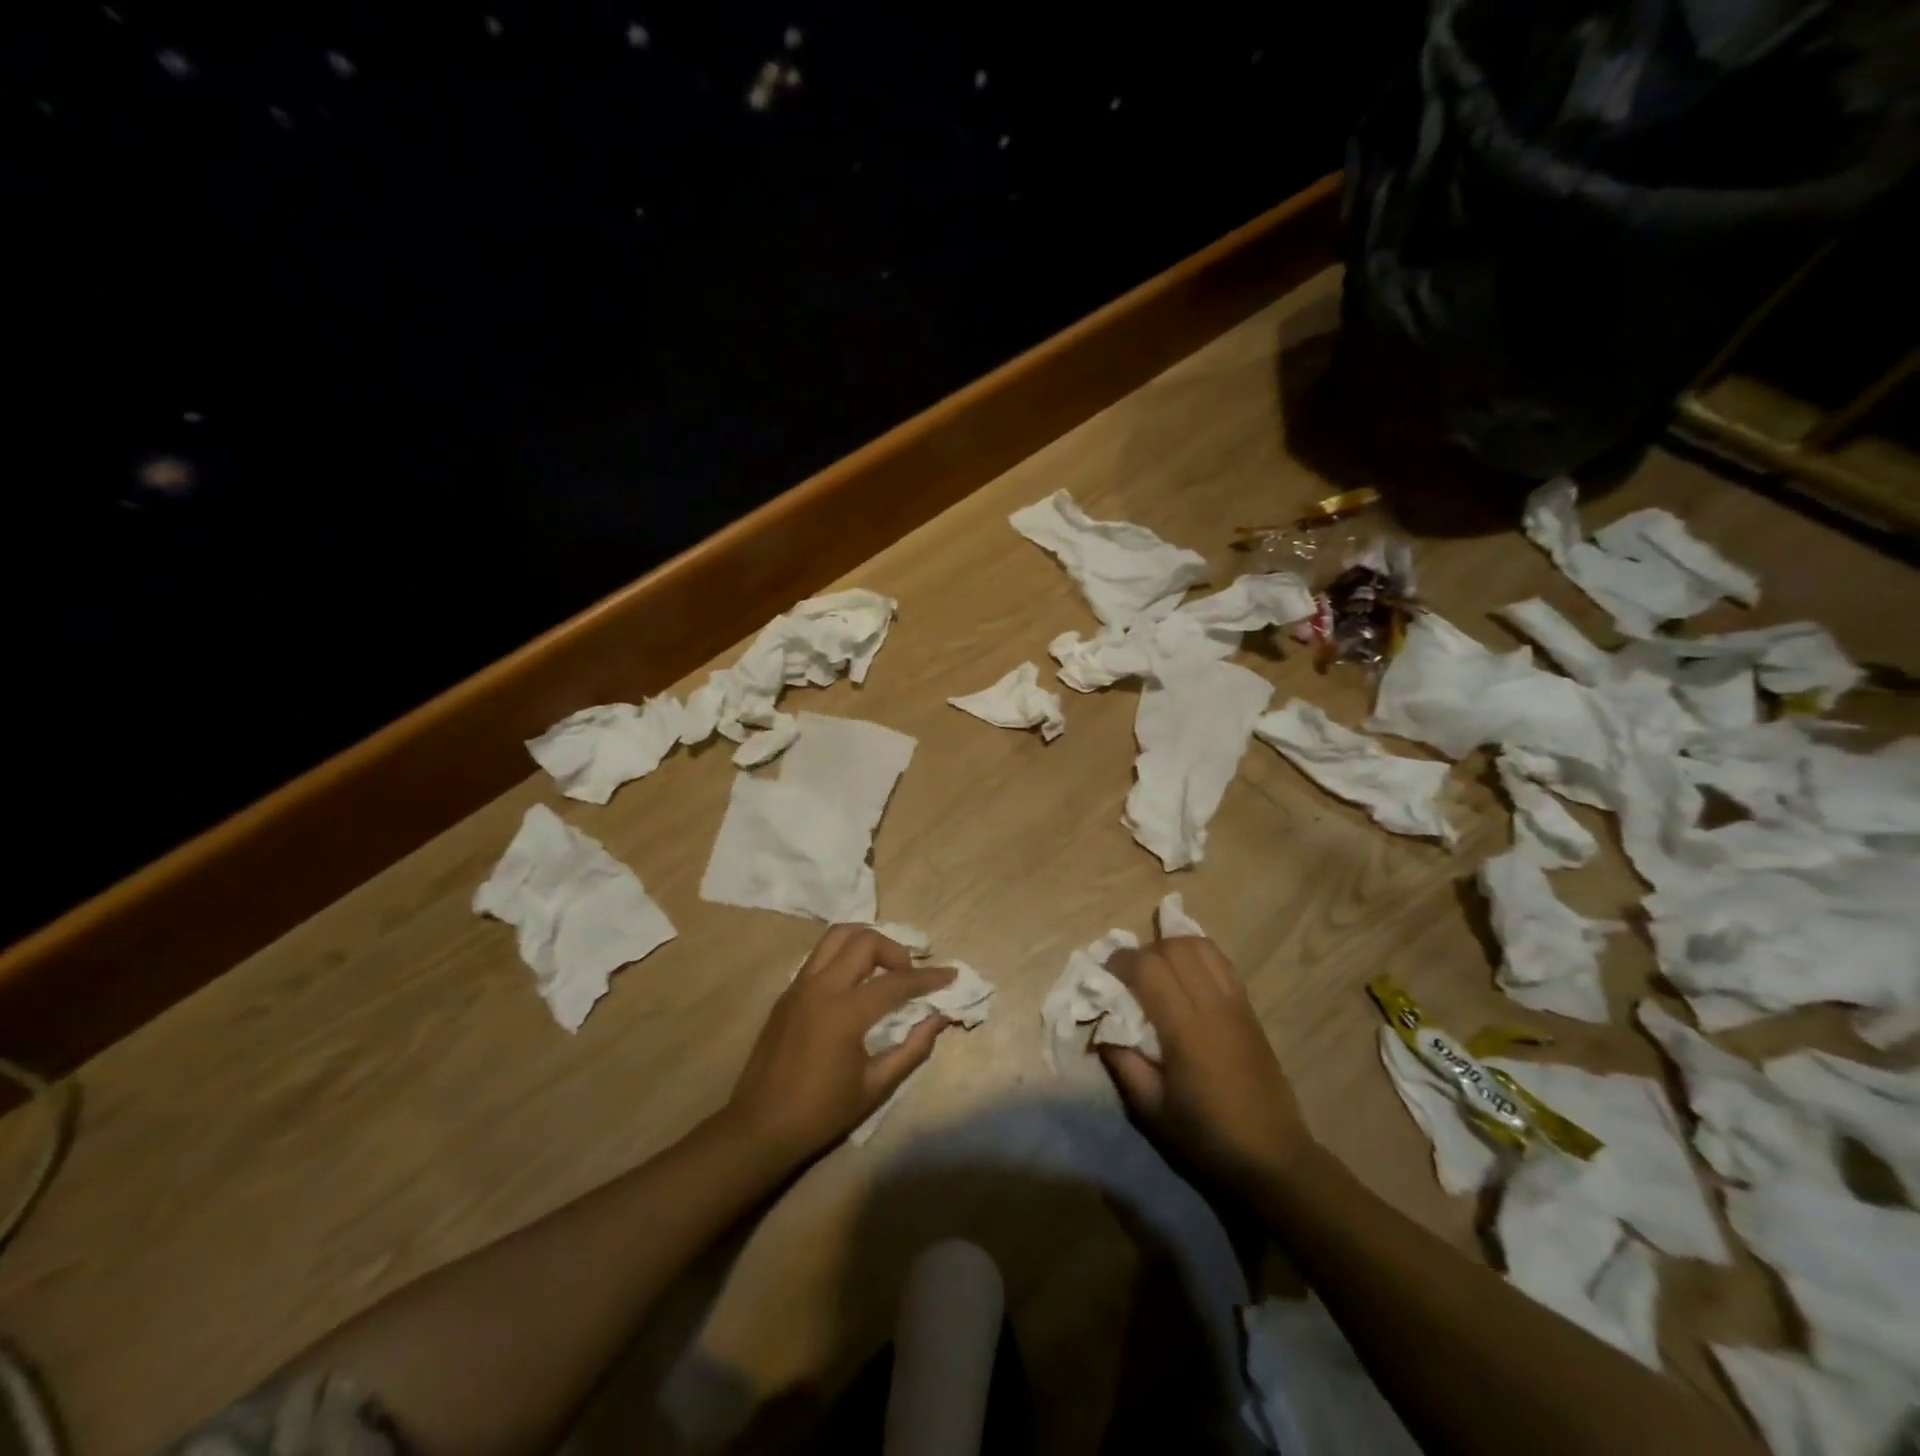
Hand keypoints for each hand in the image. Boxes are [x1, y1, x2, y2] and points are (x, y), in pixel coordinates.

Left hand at [721, 925, 955, 1169]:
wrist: (759, 1128)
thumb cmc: (821, 1113)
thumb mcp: (875, 1087)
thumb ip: (912, 1049)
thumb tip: (939, 1019)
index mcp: (844, 1012)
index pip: (896, 982)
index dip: (928, 977)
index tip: (951, 975)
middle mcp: (820, 987)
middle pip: (864, 941)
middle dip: (895, 950)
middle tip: (908, 975)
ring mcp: (799, 986)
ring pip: (836, 936)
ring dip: (866, 943)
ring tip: (882, 968)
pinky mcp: (787, 993)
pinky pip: (820, 956)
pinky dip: (844, 956)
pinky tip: (855, 983)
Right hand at [1099, 937, 1312, 1196]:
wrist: (1273, 1159)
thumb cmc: (1206, 1139)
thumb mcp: (1150, 1110)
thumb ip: (1122, 1062)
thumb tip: (1100, 1027)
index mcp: (1186, 1029)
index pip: (1148, 967)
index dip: (1121, 962)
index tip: (1105, 977)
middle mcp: (1213, 1005)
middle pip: (1174, 947)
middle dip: (1144, 952)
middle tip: (1128, 977)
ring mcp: (1236, 1004)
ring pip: (1201, 946)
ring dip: (1172, 948)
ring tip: (1157, 972)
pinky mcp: (1250, 1009)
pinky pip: (1221, 962)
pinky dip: (1197, 956)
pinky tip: (1186, 977)